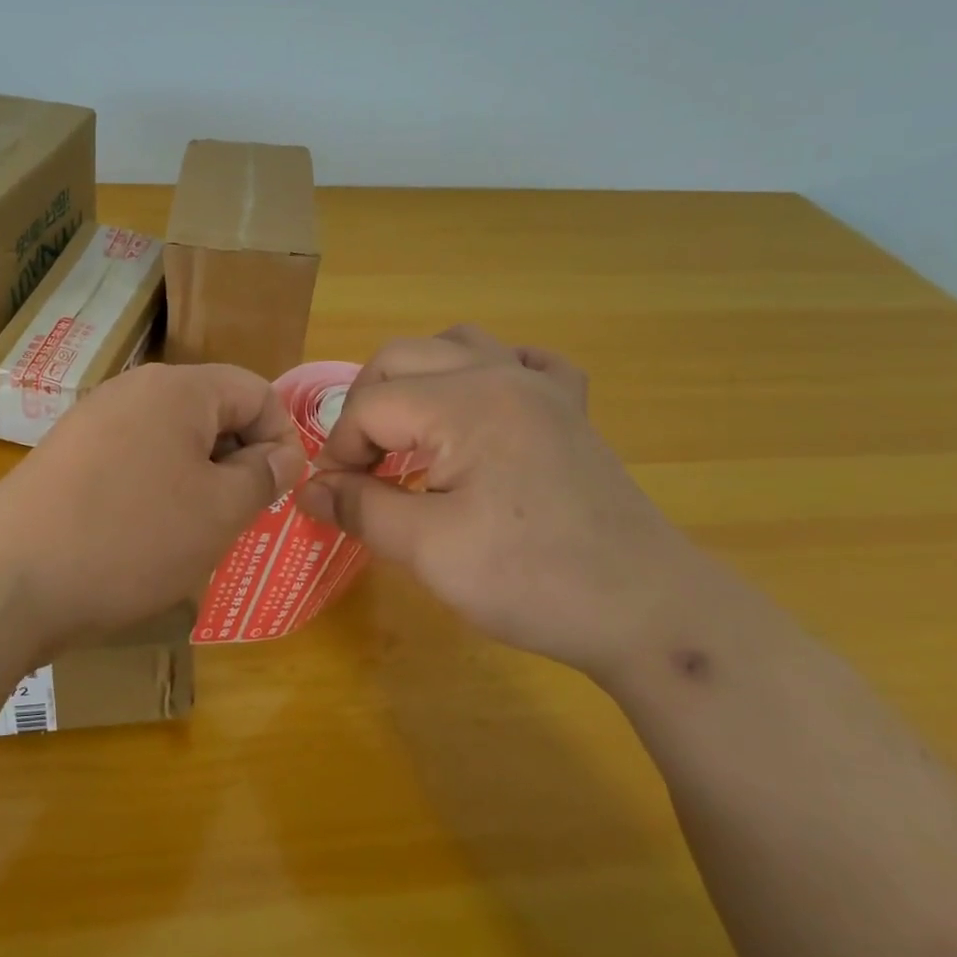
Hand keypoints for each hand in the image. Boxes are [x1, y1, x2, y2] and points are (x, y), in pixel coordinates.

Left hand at [0, 362, 307, 650]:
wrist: (8, 579)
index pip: (256, 391)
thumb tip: (283, 455)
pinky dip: (155, 490)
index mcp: (179, 389)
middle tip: (239, 517)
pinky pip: (133, 459)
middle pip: (212, 411)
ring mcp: (93, 420)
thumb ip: (262, 476)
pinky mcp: (67, 455)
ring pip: (172, 440)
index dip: (281, 437)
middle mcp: (134, 390)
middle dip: (238, 460)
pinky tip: (144, 536)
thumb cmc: (132, 538)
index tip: (279, 492)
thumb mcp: (218, 511)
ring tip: (194, 532)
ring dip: (198, 480)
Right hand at [298, 326, 713, 676]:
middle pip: (402, 357)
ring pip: (458, 345)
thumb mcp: (429, 550)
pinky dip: (488, 373)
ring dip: (418, 379)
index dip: (340, 450)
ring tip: (409, 431)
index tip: (336, 498)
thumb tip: (308, 488)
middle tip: (361, 465)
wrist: (648, 611)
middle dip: (366, 407)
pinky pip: (523, 362)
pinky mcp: (569, 411)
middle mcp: (500, 374)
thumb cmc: (532, 579)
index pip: (370, 405)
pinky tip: (482, 407)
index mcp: (464, 401)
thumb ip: (360, 508)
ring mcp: (541, 388)